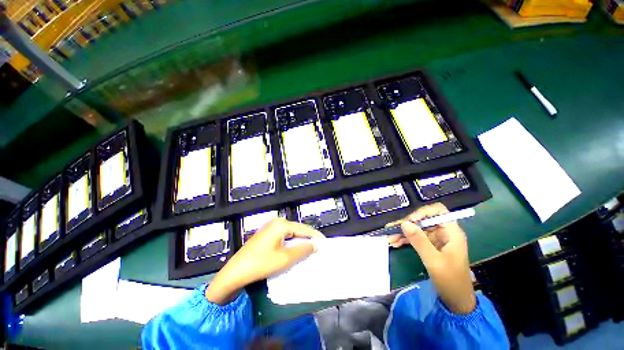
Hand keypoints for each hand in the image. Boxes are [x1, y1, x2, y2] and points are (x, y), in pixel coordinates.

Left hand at [205, 218, 324, 303]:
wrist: (235, 273)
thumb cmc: (262, 264)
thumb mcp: (286, 258)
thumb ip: (304, 249)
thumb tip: (318, 244)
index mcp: (281, 224)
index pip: (304, 229)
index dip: (315, 236)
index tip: (325, 243)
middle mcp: (276, 222)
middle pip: (297, 230)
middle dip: (308, 239)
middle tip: (319, 248)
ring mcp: (270, 228)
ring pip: (291, 234)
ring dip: (300, 242)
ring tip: (310, 250)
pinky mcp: (266, 235)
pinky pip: (283, 237)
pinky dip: (291, 243)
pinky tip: (295, 250)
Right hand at [388, 203, 475, 313]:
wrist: (456, 301)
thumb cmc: (450, 280)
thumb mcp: (434, 260)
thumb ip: (419, 241)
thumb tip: (404, 223)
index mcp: (451, 232)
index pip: (437, 211)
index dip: (423, 212)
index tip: (409, 221)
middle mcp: (443, 232)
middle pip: (423, 219)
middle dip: (407, 224)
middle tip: (392, 229)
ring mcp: (436, 239)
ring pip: (417, 229)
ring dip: (403, 232)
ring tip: (390, 238)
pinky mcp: (430, 246)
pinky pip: (416, 238)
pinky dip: (405, 240)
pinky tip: (395, 243)